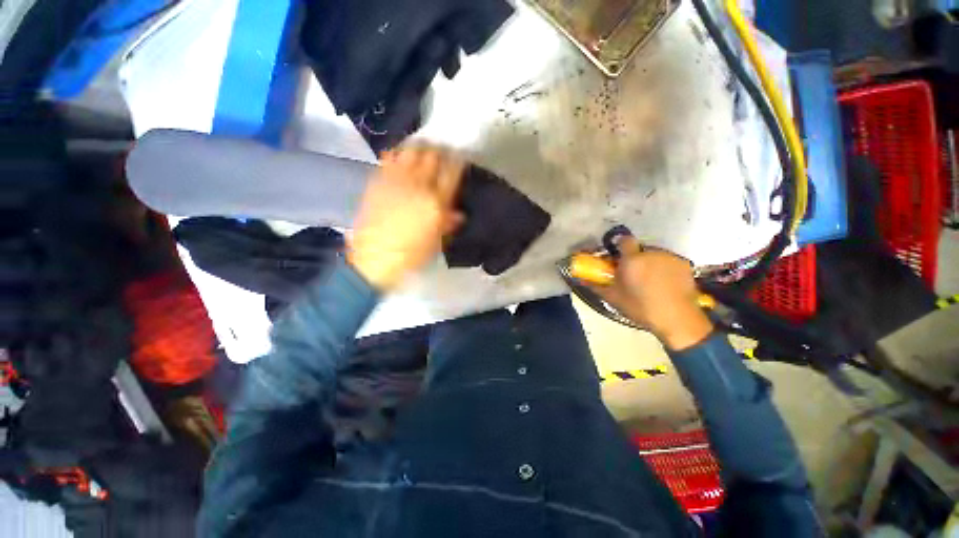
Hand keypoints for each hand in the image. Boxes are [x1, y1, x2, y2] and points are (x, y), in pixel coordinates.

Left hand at [347, 146, 464, 290]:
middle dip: (440, 150)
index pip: (451, 173)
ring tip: (423, 148)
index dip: (458, 161)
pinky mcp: (378, 180)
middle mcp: (419, 186)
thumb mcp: (435, 242)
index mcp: (436, 203)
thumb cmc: (411, 255)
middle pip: (432, 156)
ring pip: (411, 151)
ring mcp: (396, 180)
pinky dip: (397, 152)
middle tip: (442, 151)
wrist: (375, 259)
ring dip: (419, 147)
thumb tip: (458, 213)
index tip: (460, 156)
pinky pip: (389, 157)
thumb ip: (447, 224)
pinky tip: (400, 154)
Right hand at [590, 238, 713, 350]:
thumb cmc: (641, 308)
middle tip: (632, 274)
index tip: (618, 257)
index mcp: (632, 259)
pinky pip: (668, 261)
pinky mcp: (684, 264)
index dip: (620, 246)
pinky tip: (665, 284)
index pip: (624, 240)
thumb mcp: (613, 298)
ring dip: (649, 263)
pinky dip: (665, 268)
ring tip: (650, 281)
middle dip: (634, 258)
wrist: (677, 319)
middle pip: (639, 249)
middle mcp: (651, 253)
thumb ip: (595, 285)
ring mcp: (669, 257)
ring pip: (654, 255)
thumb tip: (580, 278)